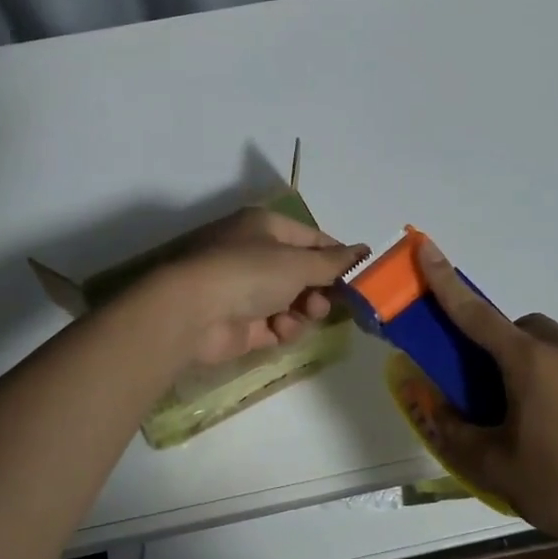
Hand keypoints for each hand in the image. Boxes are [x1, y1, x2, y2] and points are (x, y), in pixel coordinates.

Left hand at [160, 208, 368, 364]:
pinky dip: (283, 329)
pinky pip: (276, 326)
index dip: (337, 257)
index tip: (361, 276)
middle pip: (303, 273)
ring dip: (304, 311)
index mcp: (265, 227)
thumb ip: (334, 262)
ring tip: (304, 316)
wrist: (192, 313)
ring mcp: (245, 291)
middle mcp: (254, 254)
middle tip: (327, 302)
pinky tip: (280, 331)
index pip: (312, 239)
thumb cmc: (248, 272)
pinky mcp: (241, 324)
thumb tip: (365, 250)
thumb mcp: (298, 263)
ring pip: (292, 302)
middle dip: (320, 289)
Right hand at [416, 239, 557, 547]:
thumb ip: (453, 430)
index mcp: (529, 363)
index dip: (445, 281)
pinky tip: (548, 427)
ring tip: (514, 411)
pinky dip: (547, 379)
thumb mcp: (492, 465)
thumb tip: (430, 404)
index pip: (476, 314)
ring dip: (522, 360)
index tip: (425, 246)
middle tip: (481, 384)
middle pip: (518, 326)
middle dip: (494, 340)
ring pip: (545, 345)